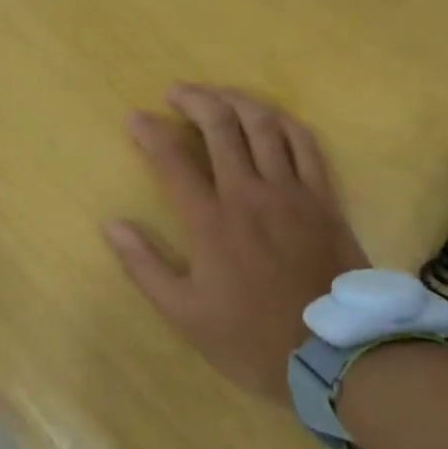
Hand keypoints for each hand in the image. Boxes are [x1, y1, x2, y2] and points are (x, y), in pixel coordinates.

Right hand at [106, 86, 368, 407]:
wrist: (335, 356)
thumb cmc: (250, 338)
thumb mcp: (184, 313)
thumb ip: (144, 266)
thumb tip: (112, 225)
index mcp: (211, 221)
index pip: (172, 160)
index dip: (149, 132)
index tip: (134, 118)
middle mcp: (249, 194)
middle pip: (221, 127)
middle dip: (194, 100)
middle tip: (175, 92)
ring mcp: (292, 192)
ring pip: (264, 126)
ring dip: (236, 101)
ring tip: (217, 94)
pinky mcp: (324, 199)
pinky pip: (306, 145)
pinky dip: (283, 122)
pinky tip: (270, 117)